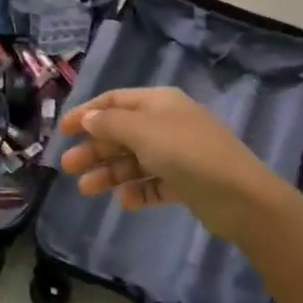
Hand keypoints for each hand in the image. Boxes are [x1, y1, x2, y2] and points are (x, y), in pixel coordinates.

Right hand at [58, 86, 287, 243]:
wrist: (240, 196)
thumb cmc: (187, 153)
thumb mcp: (143, 131)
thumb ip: (110, 123)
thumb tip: (87, 117)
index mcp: (159, 102)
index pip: (115, 101)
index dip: (87, 113)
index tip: (62, 130)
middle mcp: (167, 123)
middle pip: (122, 132)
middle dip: (94, 148)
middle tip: (68, 166)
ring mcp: (178, 153)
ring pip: (135, 160)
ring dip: (110, 172)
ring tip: (87, 190)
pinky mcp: (187, 182)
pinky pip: (154, 183)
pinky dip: (138, 190)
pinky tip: (125, 201)